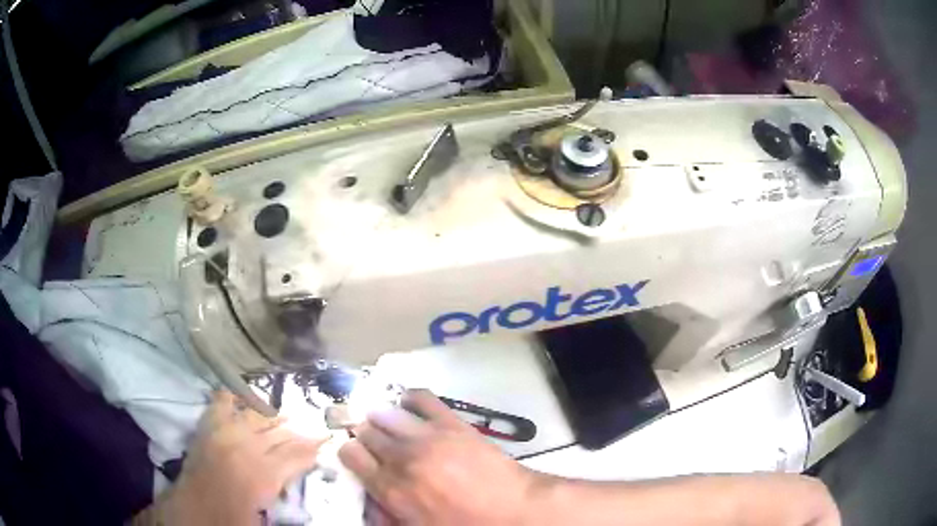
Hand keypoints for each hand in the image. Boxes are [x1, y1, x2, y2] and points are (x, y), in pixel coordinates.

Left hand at [160, 391, 325, 525]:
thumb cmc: (232, 519)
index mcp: (263, 475)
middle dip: (298, 431)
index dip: (314, 447)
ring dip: (272, 415)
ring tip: (286, 414)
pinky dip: (233, 397)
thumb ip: (284, 491)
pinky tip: (240, 394)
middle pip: (279, 433)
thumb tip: (302, 476)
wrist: (193, 513)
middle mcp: (245, 448)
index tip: (327, 439)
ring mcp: (224, 434)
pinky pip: (222, 404)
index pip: (297, 455)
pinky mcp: (207, 428)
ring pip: (255, 416)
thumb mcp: (266, 515)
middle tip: (313, 426)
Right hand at [339, 389, 540, 525]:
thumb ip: (386, 515)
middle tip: (375, 444)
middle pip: (366, 431)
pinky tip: (408, 407)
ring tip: (389, 427)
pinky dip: (409, 399)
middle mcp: (402, 458)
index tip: (357, 456)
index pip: (351, 454)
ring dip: (381, 419)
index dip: (350, 453)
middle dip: (365, 436)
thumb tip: (369, 500)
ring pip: (386, 413)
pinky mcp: (452, 423)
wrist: (514, 511)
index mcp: (391, 489)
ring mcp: (428, 437)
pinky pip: (421, 398)